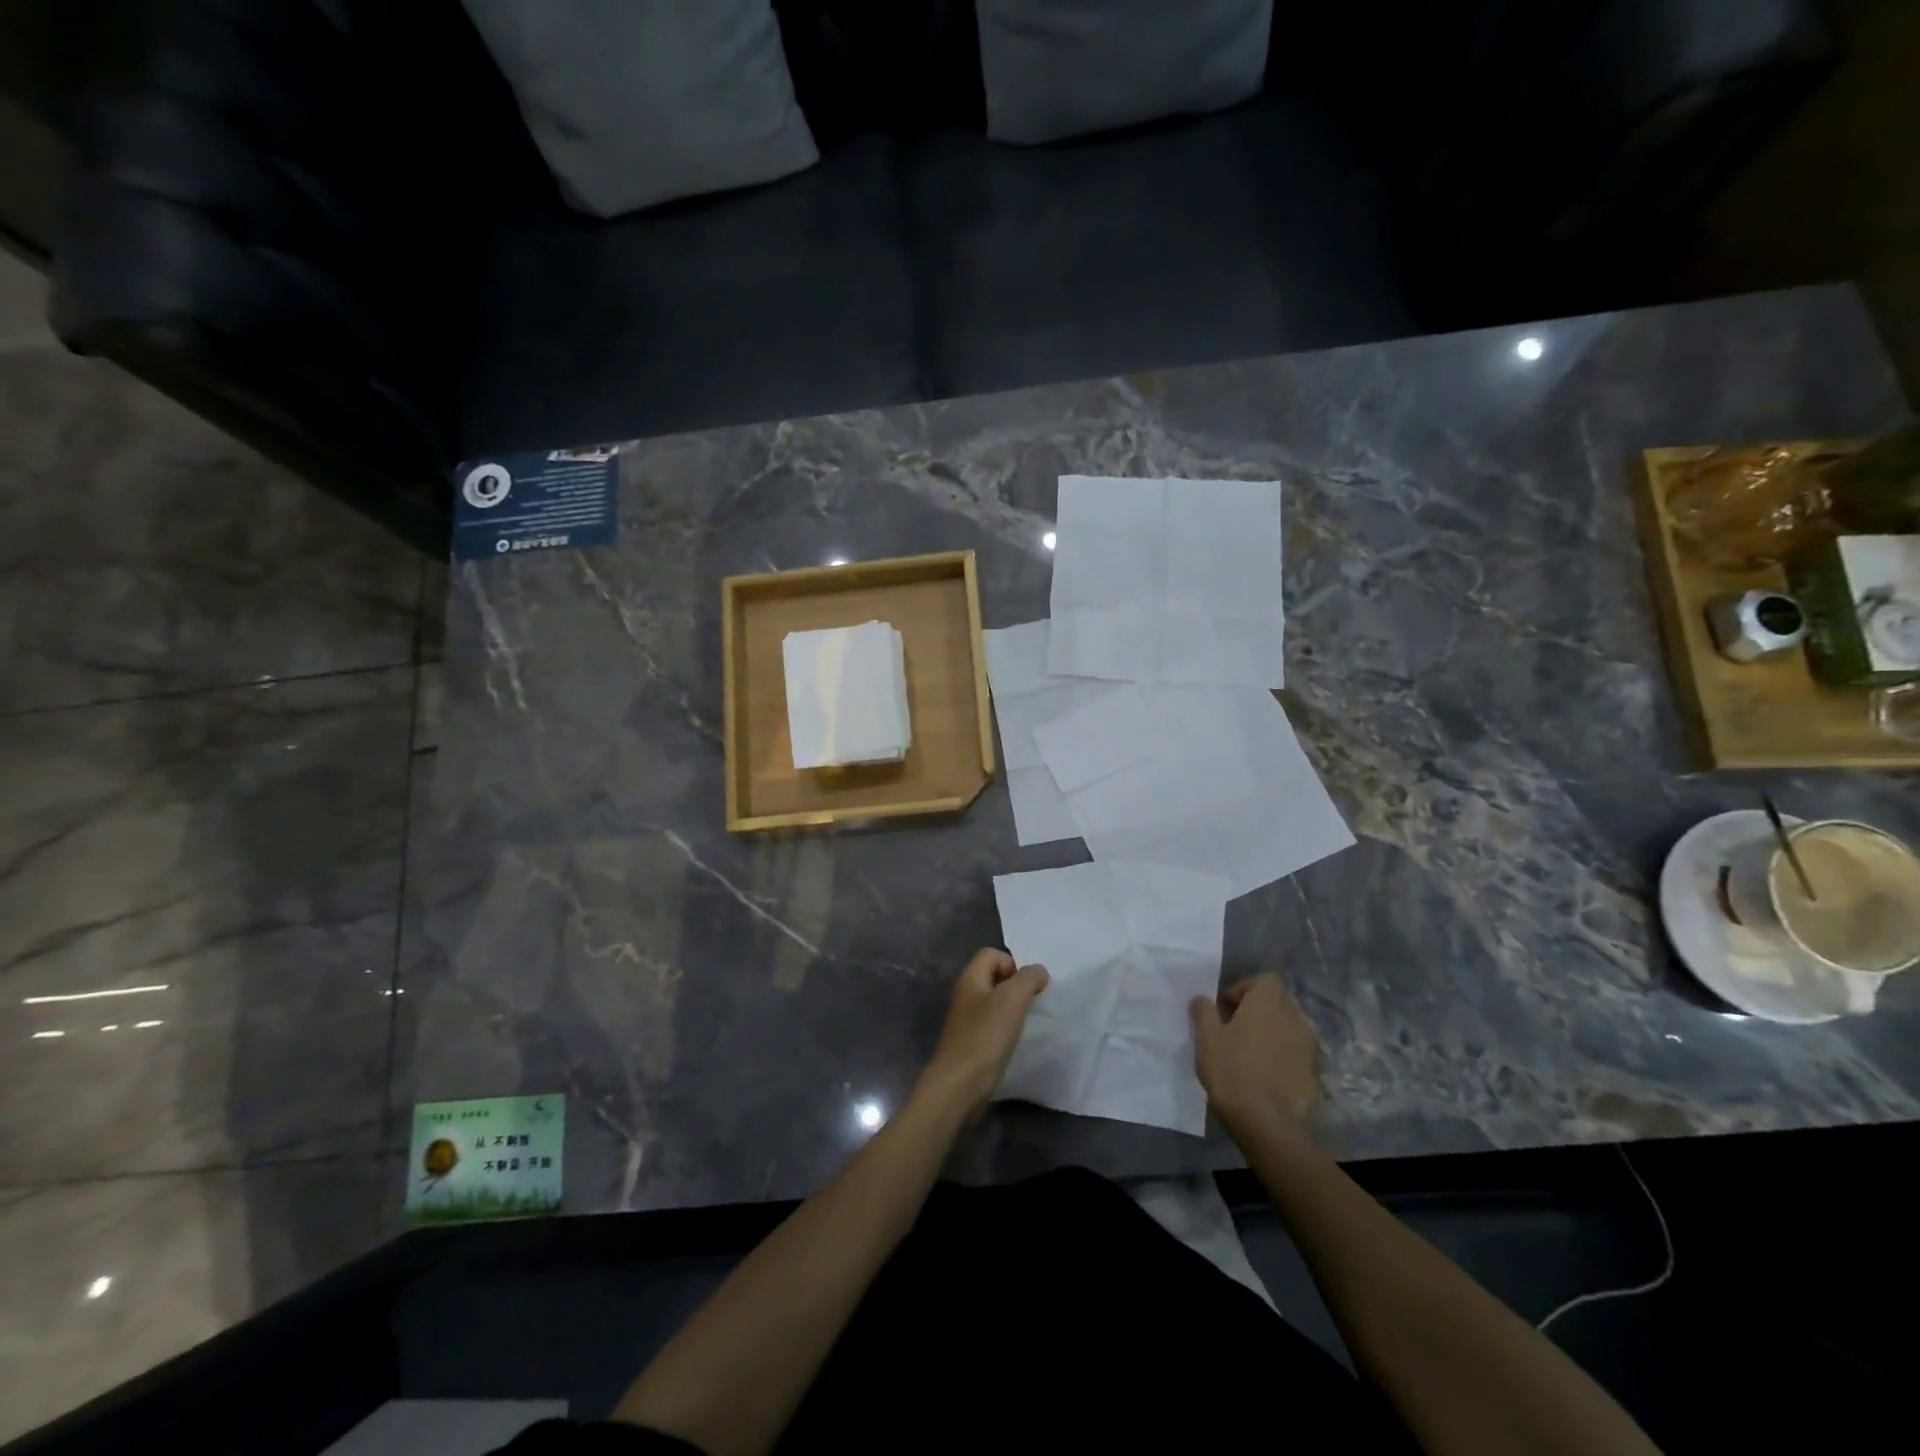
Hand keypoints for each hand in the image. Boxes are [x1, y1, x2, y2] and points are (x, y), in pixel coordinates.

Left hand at [918, 949, 1048, 1116]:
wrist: (959, 1085)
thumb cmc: (985, 1036)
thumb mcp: (1012, 999)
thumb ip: (1028, 978)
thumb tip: (1039, 972)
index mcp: (970, 978)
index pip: (992, 954)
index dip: (1013, 963)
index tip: (1028, 986)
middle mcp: (965, 994)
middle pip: (994, 977)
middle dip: (1015, 987)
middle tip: (1031, 1004)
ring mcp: (966, 1020)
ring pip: (994, 1002)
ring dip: (1012, 1009)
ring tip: (1025, 1023)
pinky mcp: (970, 1042)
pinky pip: (992, 1025)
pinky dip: (1005, 1029)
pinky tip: (1014, 1042)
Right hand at [1191, 975, 1319, 1140]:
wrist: (1266, 1122)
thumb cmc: (1231, 1070)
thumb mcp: (1206, 1037)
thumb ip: (1204, 1011)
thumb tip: (1202, 998)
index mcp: (1268, 1003)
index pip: (1265, 980)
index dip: (1245, 988)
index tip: (1227, 1008)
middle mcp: (1293, 1017)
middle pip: (1280, 1000)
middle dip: (1261, 1008)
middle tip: (1237, 1027)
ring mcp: (1308, 1046)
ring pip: (1291, 1026)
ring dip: (1274, 1030)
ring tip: (1252, 1050)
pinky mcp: (1314, 1071)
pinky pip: (1297, 1051)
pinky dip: (1284, 1053)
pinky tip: (1267, 1072)